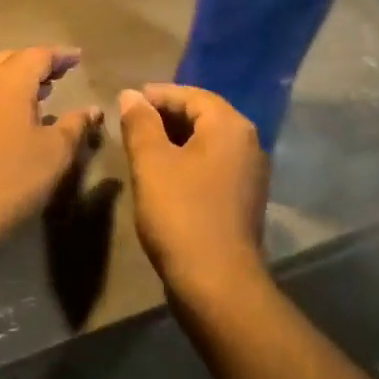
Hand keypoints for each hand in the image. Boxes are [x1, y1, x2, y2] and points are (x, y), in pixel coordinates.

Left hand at [0, 46, 102, 253]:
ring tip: (42, 92)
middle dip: (37, 64)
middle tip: (60, 73)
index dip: (60, 56)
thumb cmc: (13, 177)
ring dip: (17, 79)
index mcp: (7, 80)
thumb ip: (76, 124)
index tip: (78, 59)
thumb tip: (93, 111)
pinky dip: (1, 95)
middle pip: (11, 60)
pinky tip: (14, 116)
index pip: (38, 55)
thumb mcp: (56, 151)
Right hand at [117, 84, 269, 305]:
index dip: (157, 95)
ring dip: (176, 139)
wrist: (218, 284)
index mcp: (229, 126)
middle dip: (166, 115)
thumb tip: (130, 95)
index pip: (191, 95)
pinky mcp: (245, 198)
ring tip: (143, 146)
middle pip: (203, 115)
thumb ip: (140, 123)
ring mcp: (250, 172)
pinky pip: (214, 164)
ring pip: (208, 141)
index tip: (128, 101)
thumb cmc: (181, 214)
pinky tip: (165, 174)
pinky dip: (189, 160)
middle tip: (132, 122)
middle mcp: (248, 142)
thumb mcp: (151, 163)